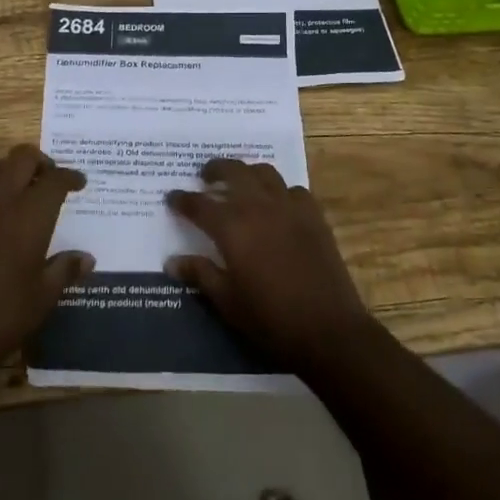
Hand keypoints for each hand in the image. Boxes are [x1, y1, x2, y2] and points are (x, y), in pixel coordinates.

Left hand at [0, 145, 92, 375]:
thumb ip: (65, 270)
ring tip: (15, 197)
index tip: (79, 183)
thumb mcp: (43, 297)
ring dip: (8, 177)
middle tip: (47, 179)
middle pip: (22, 158)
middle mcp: (1, 200)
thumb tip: (87, 258)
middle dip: (39, 162)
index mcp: (31, 215)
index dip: (70, 177)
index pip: (56, 179)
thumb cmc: (2, 316)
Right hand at [165, 159, 372, 372]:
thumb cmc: (270, 319)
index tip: (171, 197)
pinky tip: (277, 205)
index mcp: (232, 227)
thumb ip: (200, 274)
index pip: (199, 204)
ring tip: (240, 183)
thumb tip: (171, 261)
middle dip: (215, 170)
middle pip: (233, 172)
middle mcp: (259, 206)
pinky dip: (280, 191)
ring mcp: (290, 207)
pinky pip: (293, 190)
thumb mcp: (227, 301)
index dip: (182, 200)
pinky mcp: (314, 216)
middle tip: (205, 177)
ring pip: (264, 173)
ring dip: (247, 173)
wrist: (328, 329)